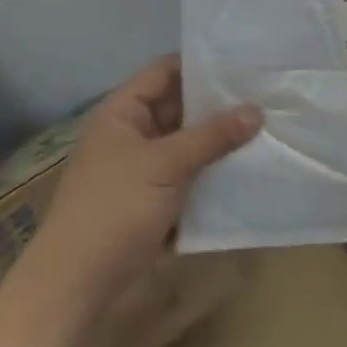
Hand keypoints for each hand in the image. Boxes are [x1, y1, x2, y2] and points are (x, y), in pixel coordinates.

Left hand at [30, 56, 260, 308]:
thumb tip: (256, 110)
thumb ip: (212, 135)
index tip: (243, 60)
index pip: (165, 71)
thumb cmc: (114, 210)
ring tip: (270, 124)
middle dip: (220, 103)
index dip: (200, 63)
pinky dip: (216, 171)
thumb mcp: (165, 164)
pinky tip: (253, 165)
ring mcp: (145, 170)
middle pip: (181, 107)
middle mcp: (133, 135)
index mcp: (122, 113)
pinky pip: (192, 175)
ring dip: (222, 139)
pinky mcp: (158, 201)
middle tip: (267, 92)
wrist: (77, 287)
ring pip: (190, 143)